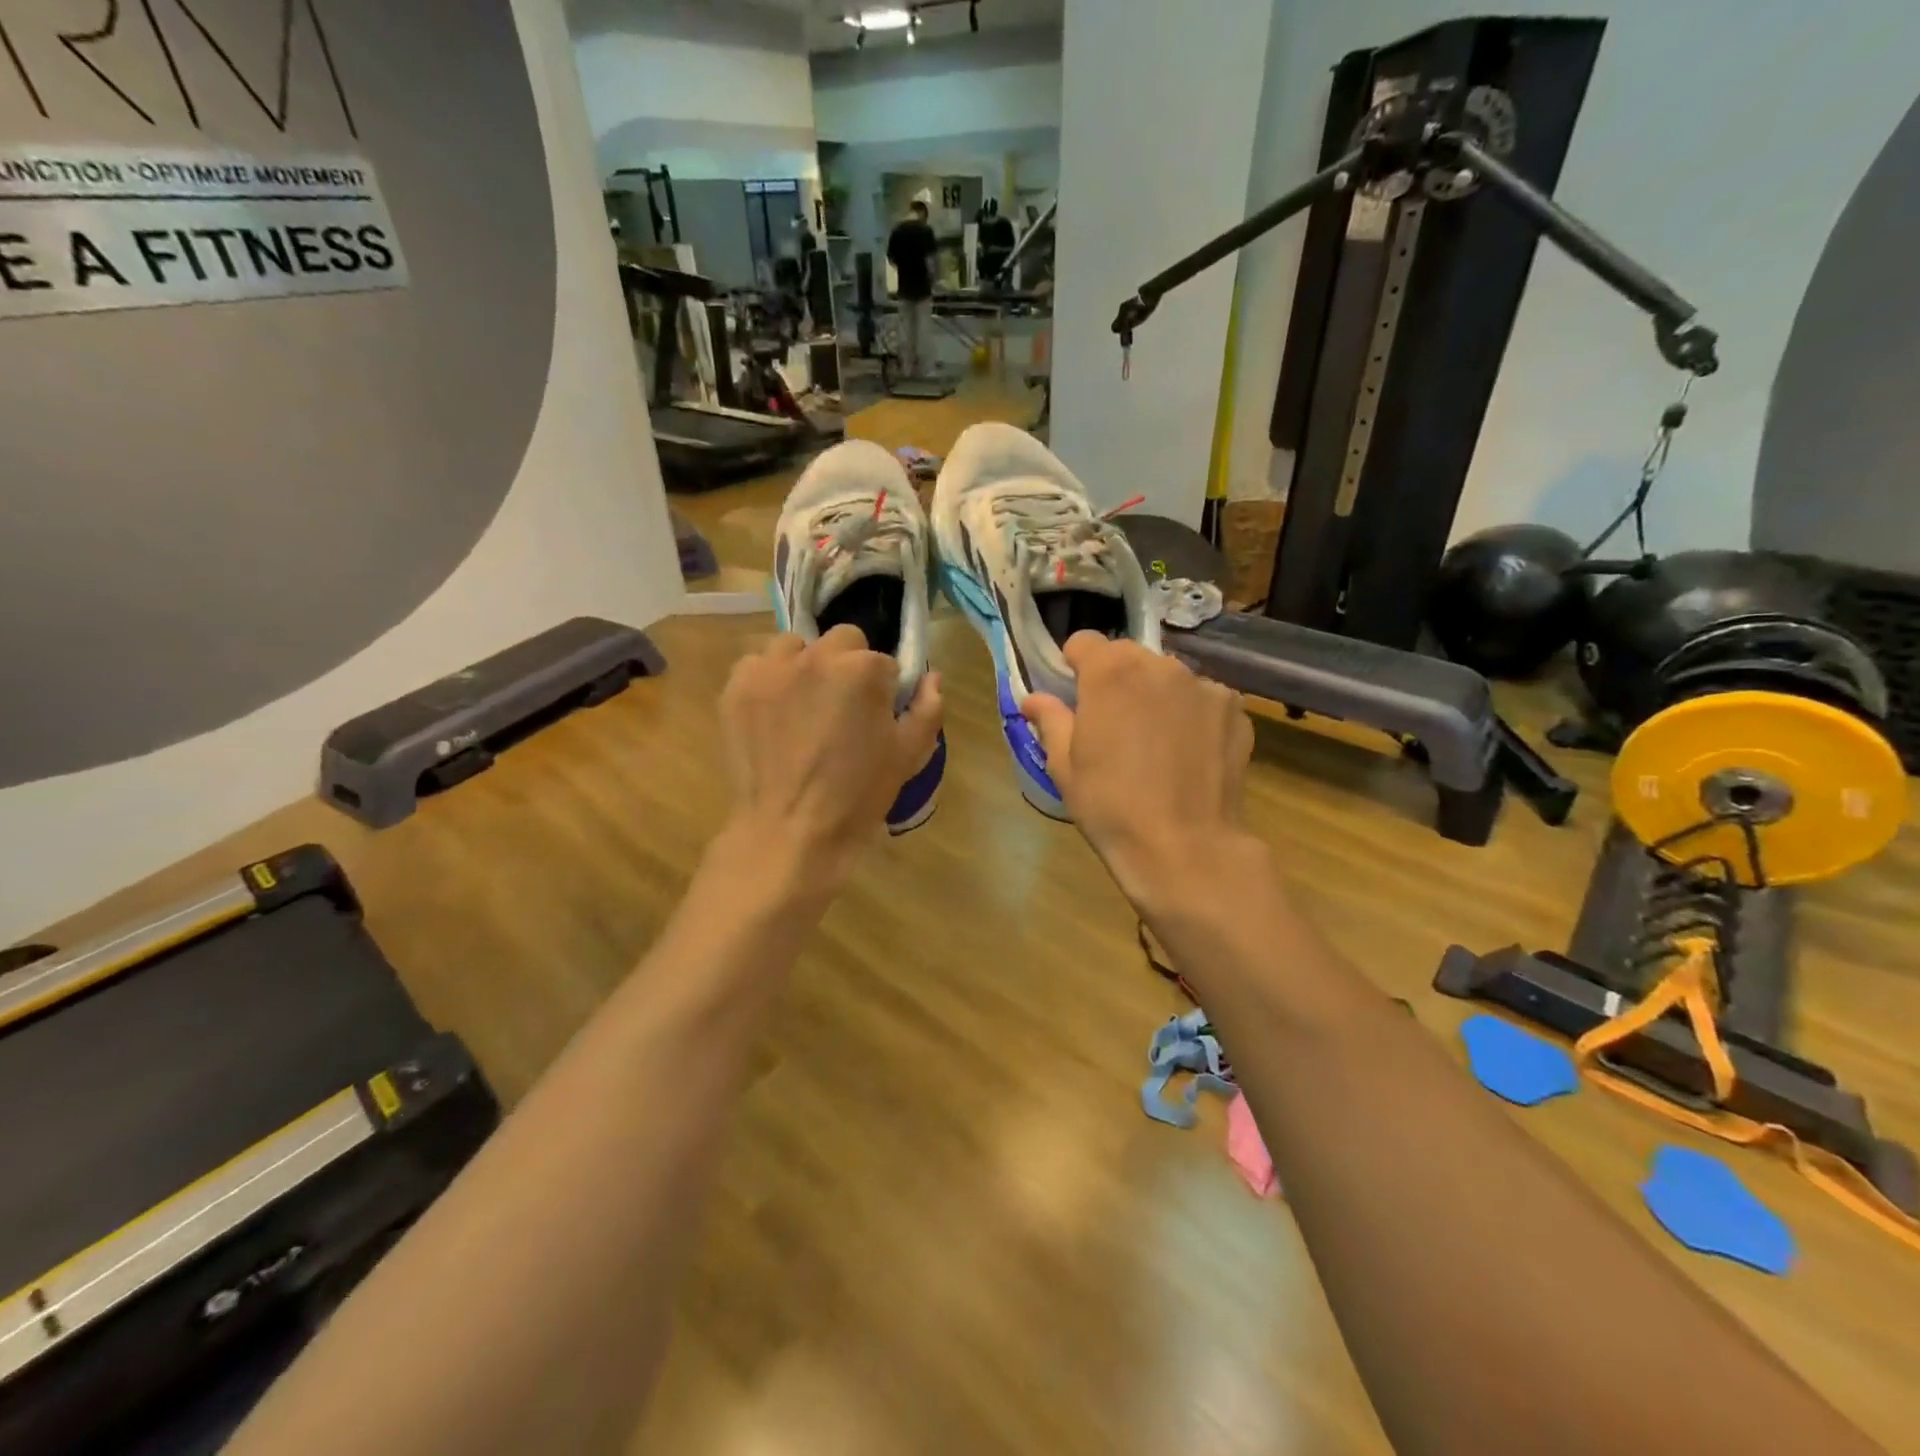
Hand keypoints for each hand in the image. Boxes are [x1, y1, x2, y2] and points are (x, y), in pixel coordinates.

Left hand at [719, 625, 941, 894]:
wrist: (790, 831)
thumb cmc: (858, 796)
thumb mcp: (908, 755)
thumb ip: (927, 708)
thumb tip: (932, 678)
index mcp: (862, 669)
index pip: (884, 661)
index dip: (884, 689)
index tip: (877, 717)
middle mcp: (815, 656)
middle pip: (842, 641)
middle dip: (847, 666)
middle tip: (842, 709)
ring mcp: (770, 669)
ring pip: (796, 646)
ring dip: (805, 665)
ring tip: (805, 705)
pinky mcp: (736, 687)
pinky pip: (757, 664)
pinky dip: (769, 680)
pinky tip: (774, 712)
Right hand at [1021, 633, 1252, 902]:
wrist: (1186, 848)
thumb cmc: (1112, 807)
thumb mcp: (1064, 766)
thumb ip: (1051, 720)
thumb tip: (1033, 699)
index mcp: (1111, 673)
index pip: (1084, 642)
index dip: (1073, 666)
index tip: (1073, 697)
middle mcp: (1161, 666)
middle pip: (1129, 657)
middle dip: (1116, 680)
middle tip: (1113, 725)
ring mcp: (1204, 685)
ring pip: (1168, 677)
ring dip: (1156, 696)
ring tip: (1155, 744)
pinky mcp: (1235, 709)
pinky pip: (1203, 700)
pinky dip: (1192, 716)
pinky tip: (1188, 754)